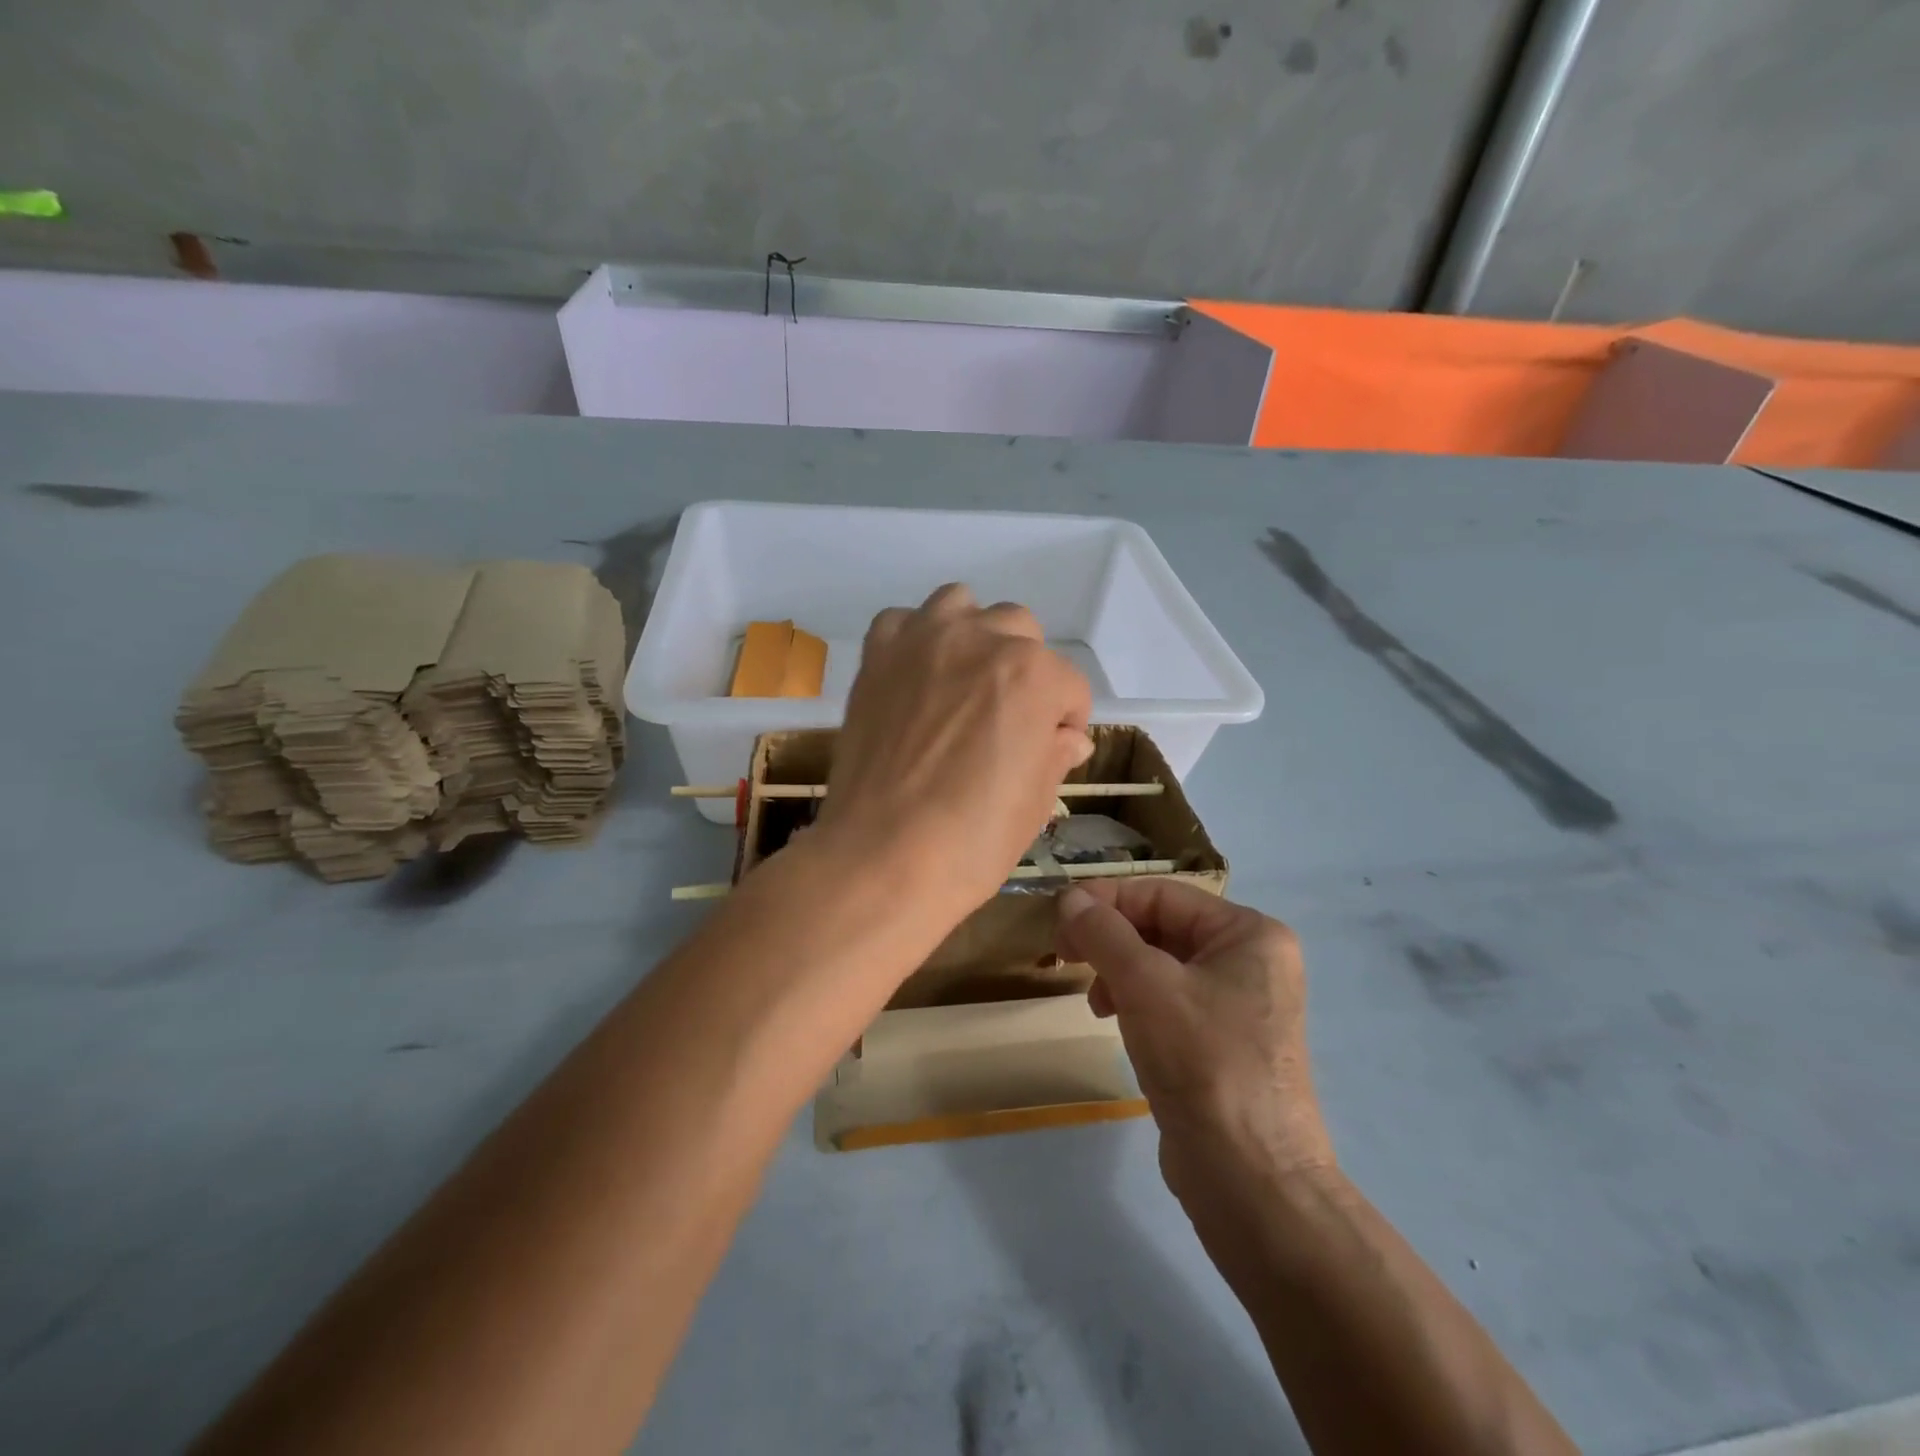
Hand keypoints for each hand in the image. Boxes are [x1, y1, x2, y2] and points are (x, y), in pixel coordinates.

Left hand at [817, 584, 1092, 916]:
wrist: (882, 857)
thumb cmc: (973, 840)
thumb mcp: (1036, 803)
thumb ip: (1055, 754)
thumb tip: (1067, 737)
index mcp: (1034, 674)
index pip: (1069, 685)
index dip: (1066, 721)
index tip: (1052, 748)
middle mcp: (982, 639)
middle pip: (1020, 631)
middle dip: (1026, 670)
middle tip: (1008, 718)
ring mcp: (923, 641)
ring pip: (962, 605)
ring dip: (973, 635)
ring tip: (964, 681)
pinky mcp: (877, 655)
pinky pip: (902, 621)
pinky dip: (915, 639)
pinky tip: (916, 677)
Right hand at [1055, 881, 1334, 1211]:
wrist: (1252, 1181)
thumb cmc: (1204, 1063)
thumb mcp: (1145, 986)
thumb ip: (1103, 933)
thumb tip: (1069, 898)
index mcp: (1249, 933)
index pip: (1162, 894)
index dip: (1105, 901)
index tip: (1057, 920)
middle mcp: (1251, 960)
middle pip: (1162, 926)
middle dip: (1110, 939)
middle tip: (1066, 957)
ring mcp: (1240, 1004)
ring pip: (1161, 964)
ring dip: (1118, 971)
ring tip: (1095, 1001)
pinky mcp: (1223, 1042)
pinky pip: (1169, 1000)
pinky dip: (1135, 1001)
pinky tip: (1114, 1020)